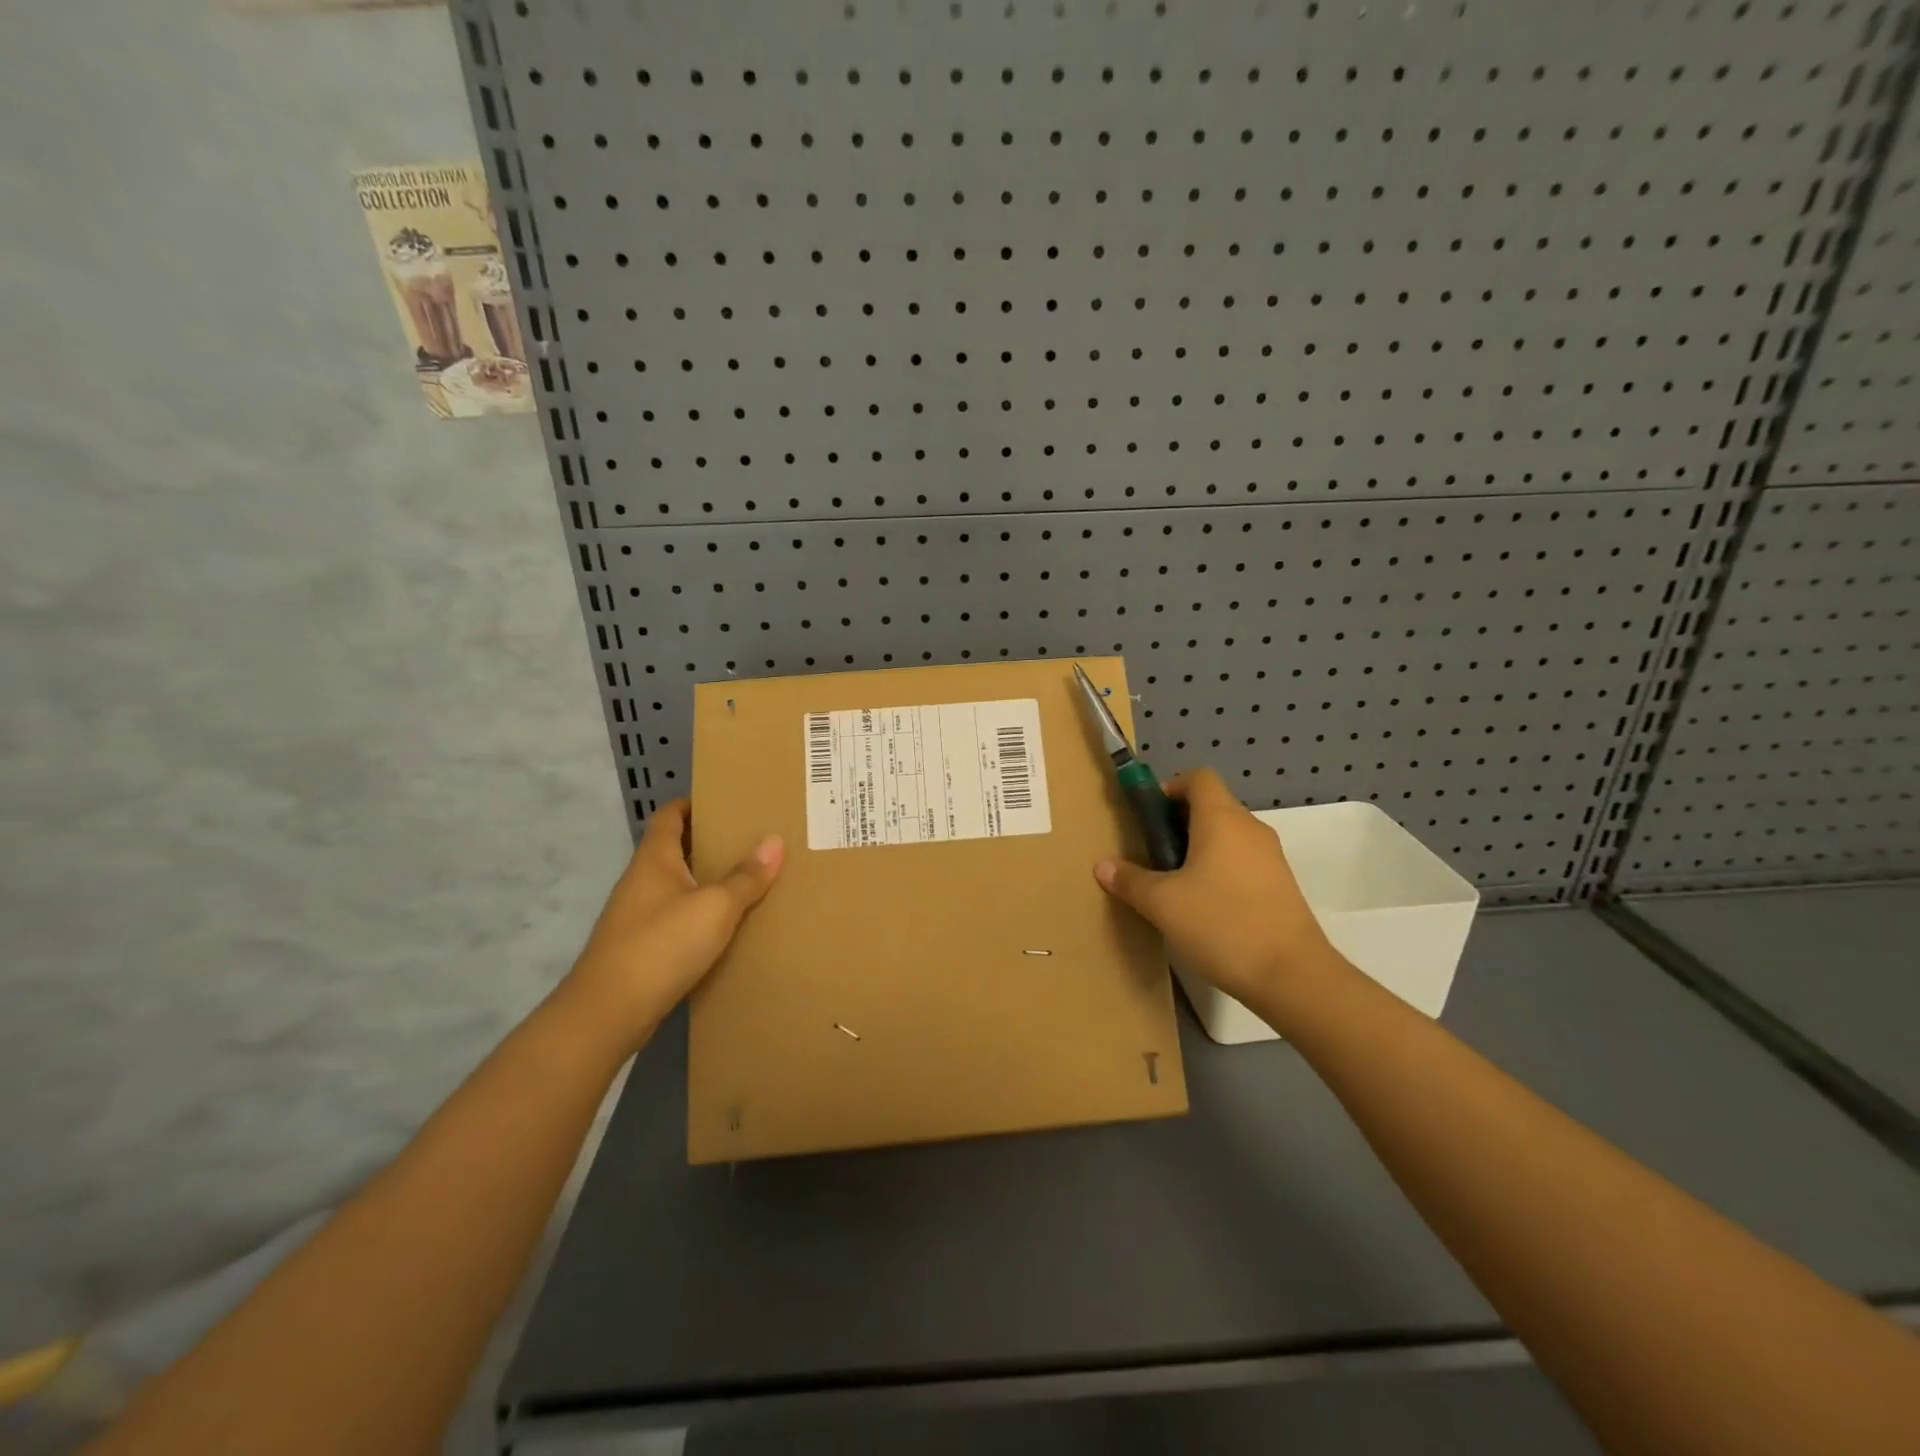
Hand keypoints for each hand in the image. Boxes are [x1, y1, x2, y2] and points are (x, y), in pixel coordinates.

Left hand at [563, 799, 782, 1043]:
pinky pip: (675, 919)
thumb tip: (774, 841)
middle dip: (708, 843)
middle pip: (674, 850)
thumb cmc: (662, 945)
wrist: (608, 1013)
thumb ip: (746, 877)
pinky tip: (725, 927)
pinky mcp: (640, 950)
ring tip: (747, 880)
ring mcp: (636, 917)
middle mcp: (641, 882)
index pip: (669, 816)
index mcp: (654, 860)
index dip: (692, 804)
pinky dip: (699, 915)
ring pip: (676, 887)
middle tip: (750, 839)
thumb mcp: (715, 907)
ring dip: (705, 881)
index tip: (725, 801)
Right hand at [1094, 769, 1340, 1010]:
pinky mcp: (1281, 886)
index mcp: (1222, 819)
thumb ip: (1130, 880)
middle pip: (1212, 806)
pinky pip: (1242, 862)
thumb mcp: (1162, 904)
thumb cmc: (1221, 924)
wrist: (1293, 977)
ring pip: (1227, 837)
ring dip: (1198, 849)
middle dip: (1178, 822)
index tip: (1148, 816)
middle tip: (1152, 853)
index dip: (1170, 787)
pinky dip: (1220, 871)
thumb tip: (1102, 865)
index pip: (1198, 777)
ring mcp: (1271, 858)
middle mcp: (1250, 829)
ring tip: (1173, 884)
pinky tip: (1203, 907)